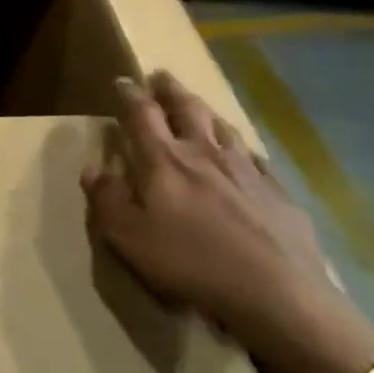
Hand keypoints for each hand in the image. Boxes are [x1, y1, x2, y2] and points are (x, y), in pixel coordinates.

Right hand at [84, 73, 373, 372]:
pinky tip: (246, 156)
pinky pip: (258, 160)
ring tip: (199, 106)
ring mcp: (248, 172)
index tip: (122, 80)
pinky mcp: (280, 195)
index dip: (130, 95)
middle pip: (187, 110)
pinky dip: (244, 150)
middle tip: (162, 76)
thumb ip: (106, 200)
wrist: (279, 296)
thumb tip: (93, 170)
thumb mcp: (129, 237)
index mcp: (164, 161)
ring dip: (206, 112)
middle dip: (171, 90)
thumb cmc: (191, 263)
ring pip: (224, 128)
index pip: (142, 115)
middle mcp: (205, 154)